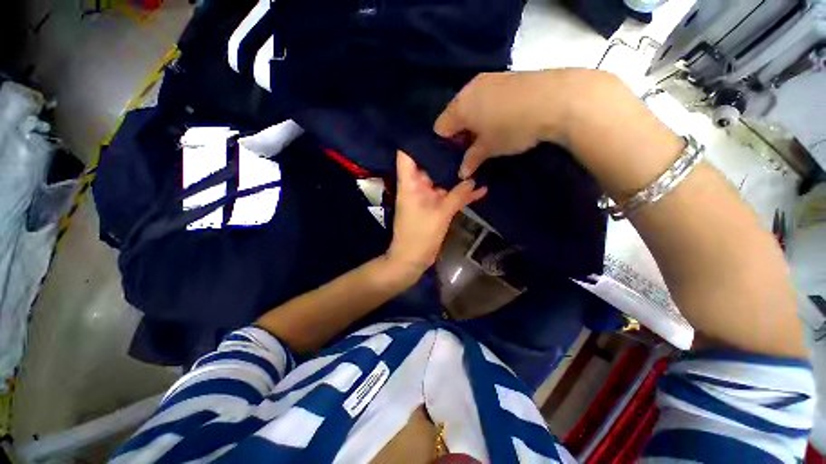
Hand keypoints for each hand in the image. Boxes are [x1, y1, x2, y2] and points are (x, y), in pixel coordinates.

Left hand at [386, 151, 486, 279]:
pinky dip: (462, 194)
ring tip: (478, 159)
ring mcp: (428, 197)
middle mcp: (418, 186)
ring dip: (457, 175)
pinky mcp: (436, 207)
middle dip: (446, 155)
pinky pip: (449, 196)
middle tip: (467, 139)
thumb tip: (473, 179)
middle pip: (430, 164)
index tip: (437, 128)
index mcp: (410, 183)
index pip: (407, 154)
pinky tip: (481, 189)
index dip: (417, 139)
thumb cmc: (420, 235)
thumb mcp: (440, 213)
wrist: (413, 258)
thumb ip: (457, 195)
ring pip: (443, 181)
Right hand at [434, 71, 563, 177]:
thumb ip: (471, 160)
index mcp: (459, 107)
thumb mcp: (490, 148)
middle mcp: (468, 89)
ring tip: (490, 132)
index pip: (440, 127)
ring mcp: (487, 79)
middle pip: (454, 114)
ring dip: (474, 120)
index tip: (460, 152)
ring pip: (470, 104)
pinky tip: (503, 117)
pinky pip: (485, 95)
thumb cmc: (513, 127)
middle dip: (460, 131)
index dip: (447, 142)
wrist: (555, 98)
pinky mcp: (504, 76)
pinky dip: (487, 108)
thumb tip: (462, 174)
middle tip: (474, 145)